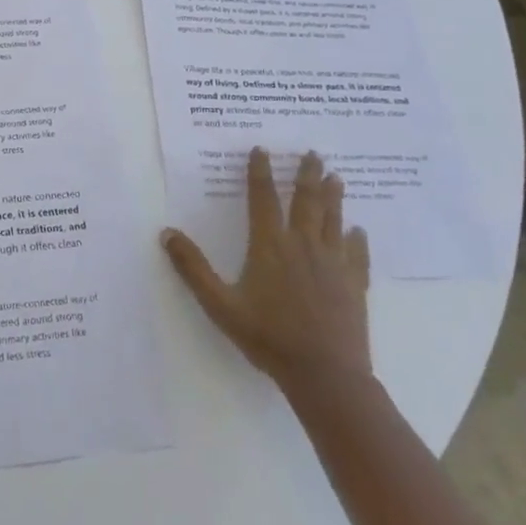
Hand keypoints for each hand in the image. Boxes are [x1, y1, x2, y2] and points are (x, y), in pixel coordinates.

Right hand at [161, 148, 372, 389]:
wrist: (325, 374)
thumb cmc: (268, 337)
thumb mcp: (220, 304)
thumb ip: (193, 268)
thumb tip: (167, 233)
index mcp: (270, 245)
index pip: (263, 198)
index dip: (260, 172)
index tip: (262, 150)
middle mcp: (303, 244)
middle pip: (306, 200)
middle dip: (307, 174)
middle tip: (313, 153)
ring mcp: (333, 263)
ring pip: (333, 219)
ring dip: (333, 196)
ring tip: (336, 177)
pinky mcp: (354, 284)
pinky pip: (357, 254)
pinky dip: (357, 239)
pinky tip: (358, 231)